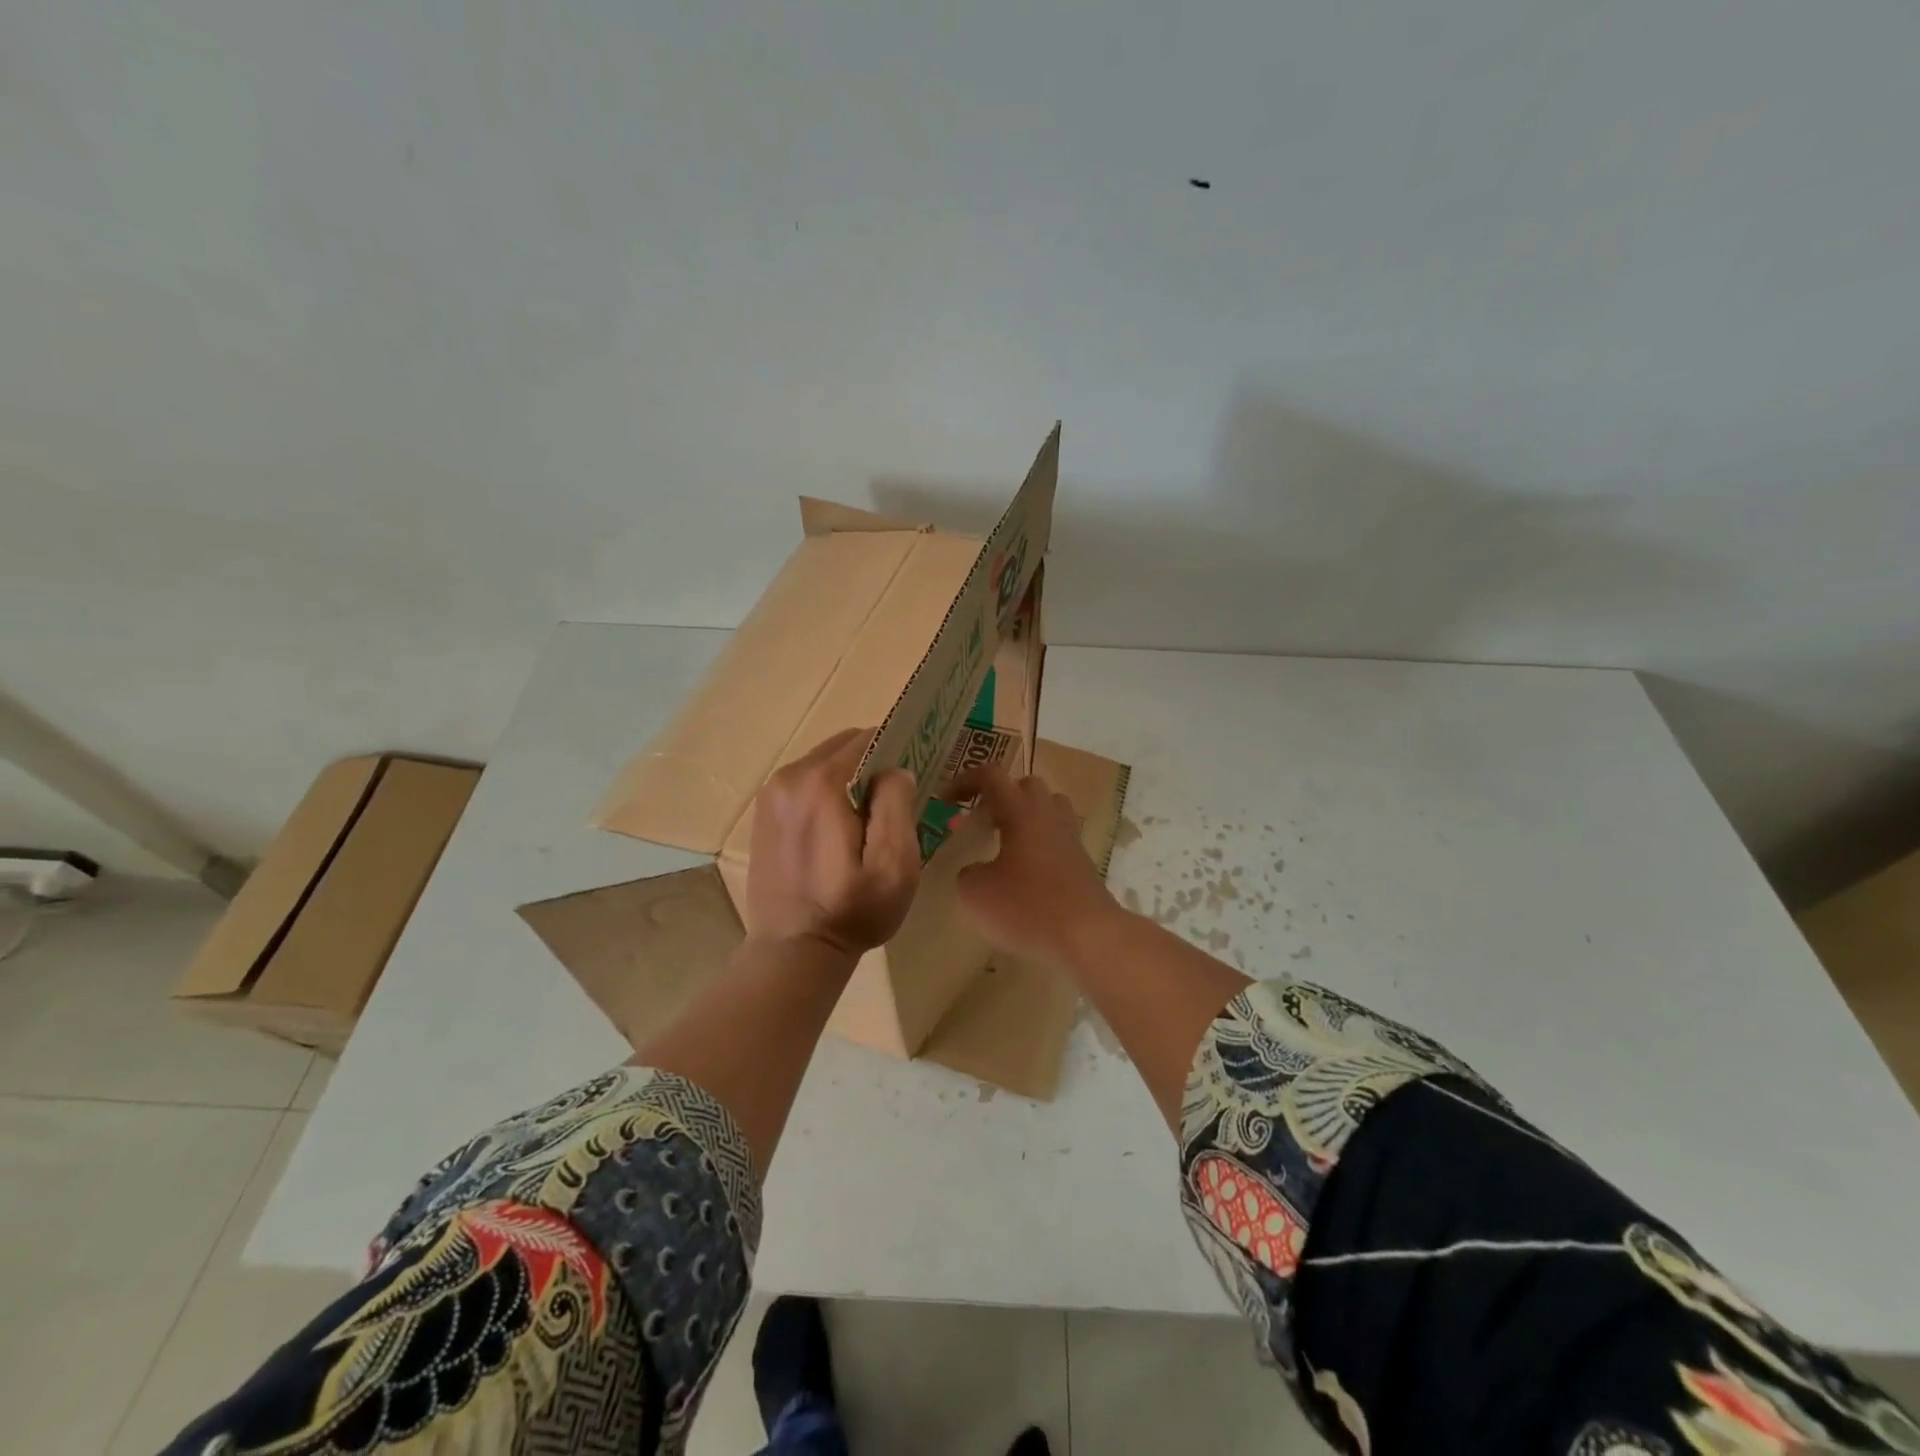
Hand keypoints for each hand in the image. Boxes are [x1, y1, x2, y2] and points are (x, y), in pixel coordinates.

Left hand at [746, 727, 920, 959]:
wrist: (794, 951)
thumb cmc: (852, 910)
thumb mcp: (894, 862)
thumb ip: (897, 803)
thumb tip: (894, 771)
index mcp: (820, 782)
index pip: (867, 738)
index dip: (896, 752)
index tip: (911, 780)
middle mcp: (788, 777)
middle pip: (842, 748)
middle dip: (872, 766)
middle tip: (892, 804)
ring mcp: (770, 795)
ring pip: (823, 765)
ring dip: (849, 781)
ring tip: (867, 822)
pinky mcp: (763, 815)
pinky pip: (804, 785)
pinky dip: (826, 795)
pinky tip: (838, 832)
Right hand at [952, 764, 1119, 966]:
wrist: (1088, 936)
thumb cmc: (1027, 907)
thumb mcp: (976, 893)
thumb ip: (967, 872)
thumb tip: (976, 870)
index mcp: (1021, 811)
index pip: (991, 775)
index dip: (964, 781)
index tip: (946, 802)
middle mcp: (1048, 815)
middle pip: (1026, 785)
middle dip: (999, 796)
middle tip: (980, 822)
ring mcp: (1070, 837)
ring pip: (1048, 807)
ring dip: (1024, 815)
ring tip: (1005, 842)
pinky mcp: (1082, 862)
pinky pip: (1058, 837)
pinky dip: (1039, 843)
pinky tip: (1025, 871)